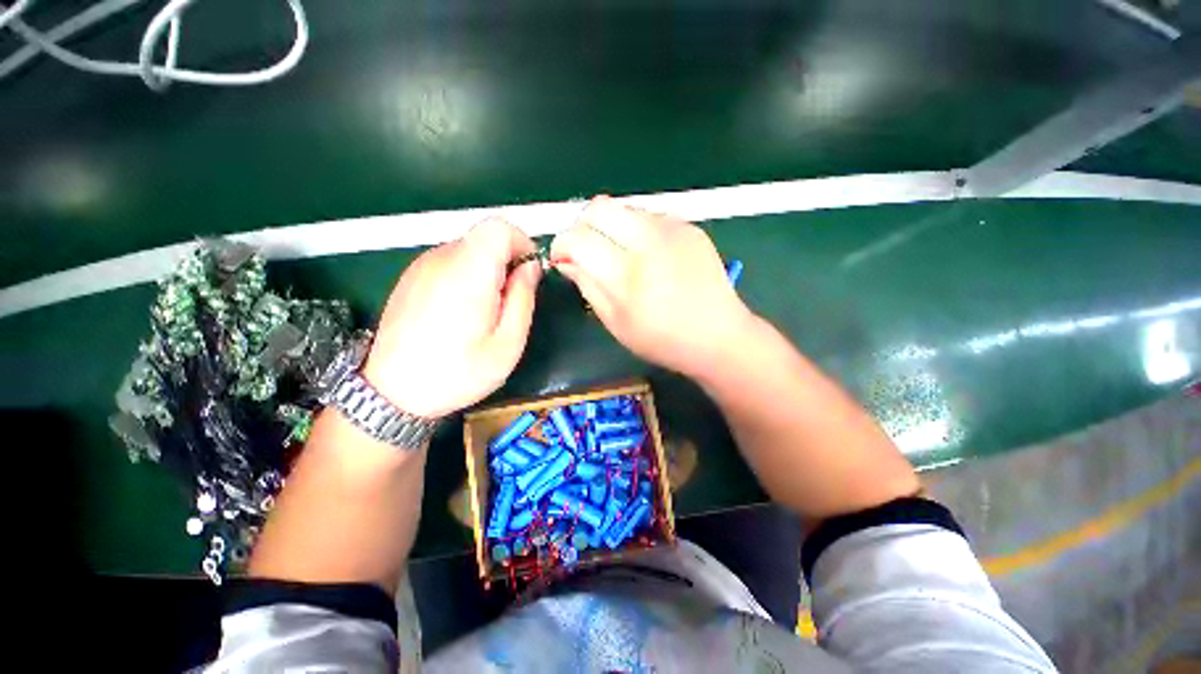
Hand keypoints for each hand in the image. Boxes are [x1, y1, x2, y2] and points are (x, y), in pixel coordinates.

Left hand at [363, 218, 541, 418]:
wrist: (391, 393)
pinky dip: (466, 276)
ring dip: (487, 271)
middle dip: (507, 262)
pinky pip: (449, 263)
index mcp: (469, 272)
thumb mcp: (508, 343)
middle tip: (510, 302)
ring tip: (485, 312)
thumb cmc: (458, 372)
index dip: (522, 243)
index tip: (529, 272)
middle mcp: (442, 259)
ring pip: (468, 250)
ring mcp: (421, 266)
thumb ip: (524, 298)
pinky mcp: (411, 278)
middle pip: (485, 238)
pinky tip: (461, 312)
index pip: (499, 227)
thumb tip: (531, 268)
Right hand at [551, 196, 753, 377]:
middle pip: (598, 208)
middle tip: (585, 249)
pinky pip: (648, 216)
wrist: (718, 335)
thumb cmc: (662, 340)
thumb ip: (587, 286)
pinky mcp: (689, 226)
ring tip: (617, 253)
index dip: (562, 244)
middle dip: (582, 225)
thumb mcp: (615, 323)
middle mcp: (649, 242)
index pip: (579, 238)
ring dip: (609, 226)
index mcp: (628, 276)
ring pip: (623, 207)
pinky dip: (635, 229)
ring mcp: (673, 229)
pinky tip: (645, 254)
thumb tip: (566, 259)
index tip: (562, 258)